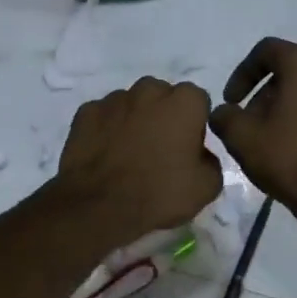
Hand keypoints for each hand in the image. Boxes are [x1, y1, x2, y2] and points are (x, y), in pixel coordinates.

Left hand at [52, 77, 222, 244]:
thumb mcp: (207, 187)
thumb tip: (199, 155)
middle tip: (160, 148)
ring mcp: (114, 99)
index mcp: (184, 102)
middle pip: (162, 96)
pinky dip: (106, 129)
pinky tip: (105, 154)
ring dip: (134, 120)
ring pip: (131, 103)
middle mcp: (149, 90)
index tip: (189, 146)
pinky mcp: (85, 112)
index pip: (198, 100)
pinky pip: (103, 116)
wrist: (101, 208)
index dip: (195, 122)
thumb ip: (210, 160)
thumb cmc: (160, 194)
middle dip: (164, 114)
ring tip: (129, 152)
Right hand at [209, 38, 296, 219]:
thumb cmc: (292, 161)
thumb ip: (225, 117)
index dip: (242, 73)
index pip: (267, 51)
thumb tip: (225, 112)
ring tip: (284, 140)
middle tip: (255, 124)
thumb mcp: (242, 139)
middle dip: (271, 94)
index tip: (232, 101)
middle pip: (295, 73)